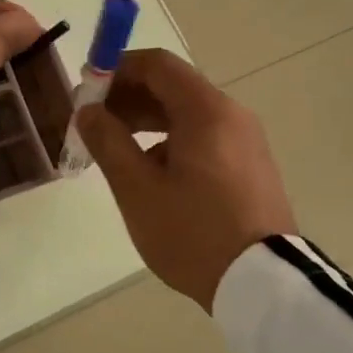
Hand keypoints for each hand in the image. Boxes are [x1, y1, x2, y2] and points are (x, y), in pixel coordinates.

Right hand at [76, 48, 296, 312]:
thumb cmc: (193, 232)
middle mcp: (230, 115)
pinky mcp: (250, 166)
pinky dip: (169, 139)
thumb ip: (107, 140)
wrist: (265, 288)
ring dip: (145, 120)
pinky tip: (149, 171)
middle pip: (171, 86)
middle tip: (94, 123)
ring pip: (186, 113)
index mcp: (206, 110)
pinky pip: (202, 135)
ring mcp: (245, 141)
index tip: (87, 91)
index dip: (117, 69)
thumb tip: (88, 111)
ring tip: (114, 149)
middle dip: (127, 97)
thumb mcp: (137, 187)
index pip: (156, 65)